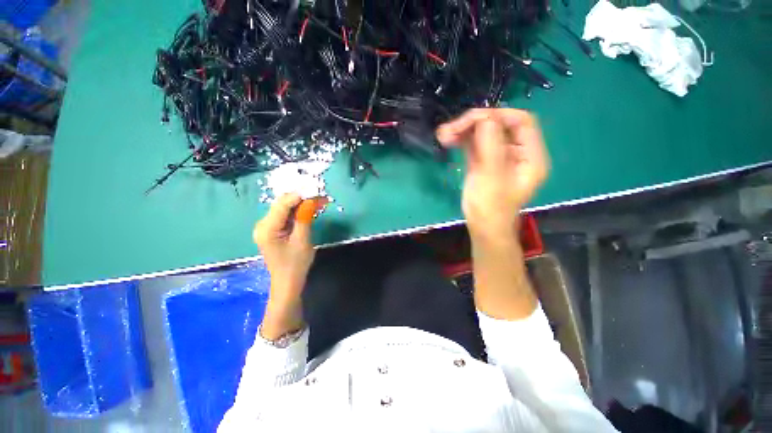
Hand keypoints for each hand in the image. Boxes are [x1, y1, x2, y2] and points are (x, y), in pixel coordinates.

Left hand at [253, 193, 314, 338]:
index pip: (283, 204)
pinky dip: (298, 212)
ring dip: (302, 205)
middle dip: (303, 199)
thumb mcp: (303, 240)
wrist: (288, 282)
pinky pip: (286, 215)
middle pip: (283, 204)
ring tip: (320, 203)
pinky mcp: (272, 230)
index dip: (301, 196)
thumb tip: (311, 199)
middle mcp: (262, 224)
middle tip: (322, 199)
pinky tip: (310, 211)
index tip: (318, 193)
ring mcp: (266, 227)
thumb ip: (305, 218)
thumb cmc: (296, 264)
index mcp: (267, 228)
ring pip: (285, 208)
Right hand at [436, 108, 548, 241]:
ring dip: (464, 131)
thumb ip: (491, 145)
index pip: (521, 122)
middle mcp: (517, 152)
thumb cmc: (491, 208)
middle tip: (451, 129)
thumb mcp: (492, 177)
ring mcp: (498, 156)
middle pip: (499, 125)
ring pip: (484, 134)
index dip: (498, 115)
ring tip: (443, 134)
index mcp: (530, 156)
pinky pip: (475, 144)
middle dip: (475, 123)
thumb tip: (484, 118)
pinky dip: (461, 140)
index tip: (473, 120)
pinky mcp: (484, 162)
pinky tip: (447, 139)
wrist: (482, 228)